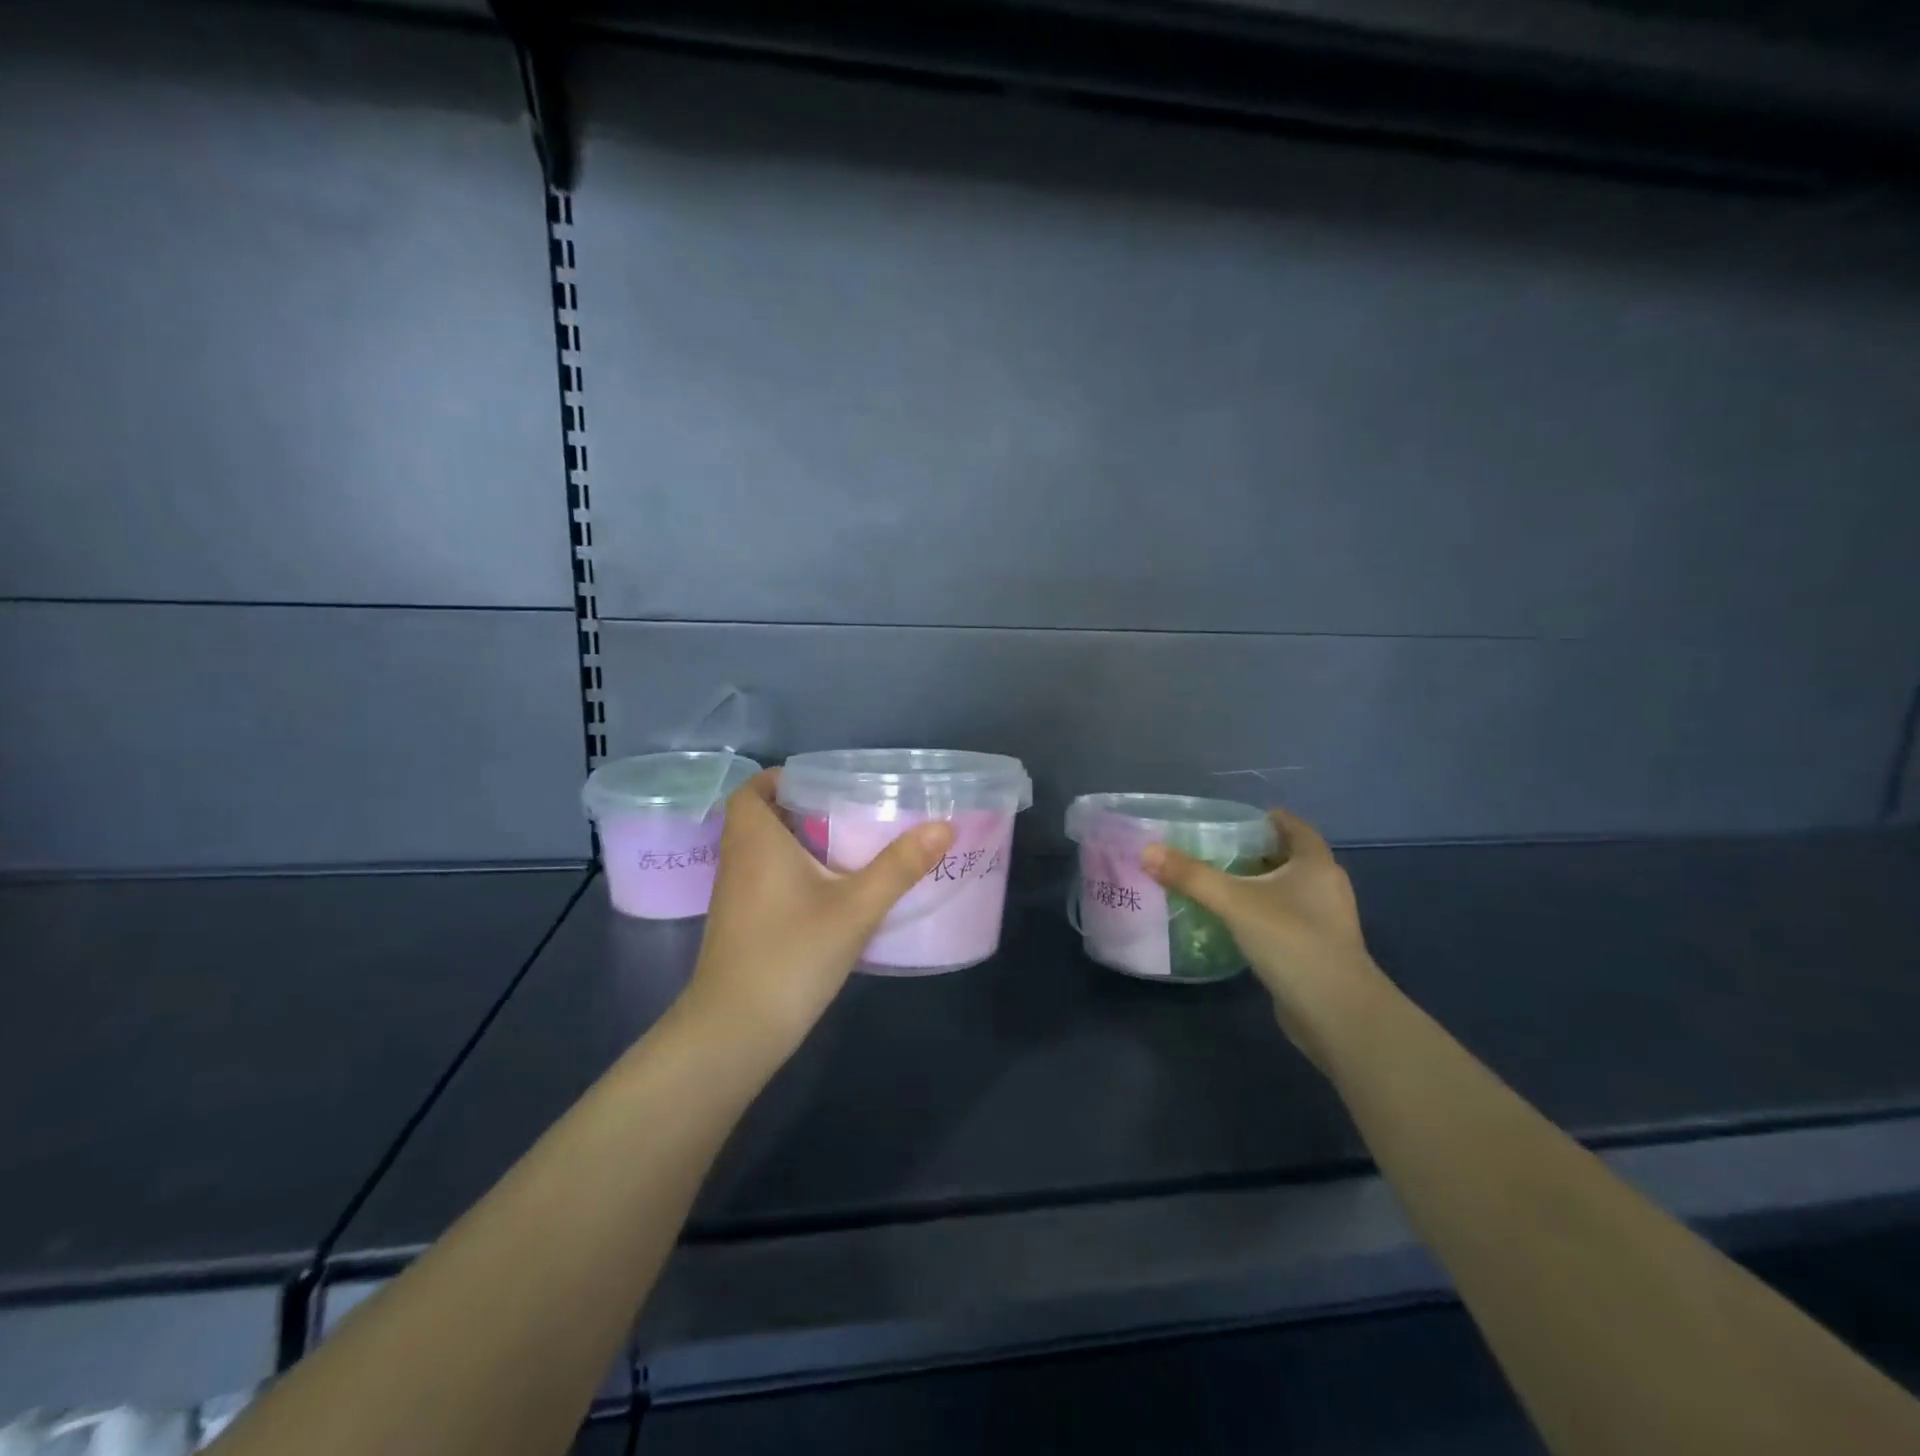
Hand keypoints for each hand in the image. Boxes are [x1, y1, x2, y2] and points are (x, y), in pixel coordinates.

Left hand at [680, 769, 954, 1052]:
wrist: (736, 1030)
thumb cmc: (791, 955)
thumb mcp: (855, 908)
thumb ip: (899, 866)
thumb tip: (944, 826)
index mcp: (755, 841)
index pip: (752, 789)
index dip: (782, 779)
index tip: (825, 783)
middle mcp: (737, 860)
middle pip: (761, 817)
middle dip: (802, 808)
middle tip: (850, 809)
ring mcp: (735, 895)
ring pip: (763, 850)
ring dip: (798, 841)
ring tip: (849, 843)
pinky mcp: (741, 923)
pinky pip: (764, 878)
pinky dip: (792, 871)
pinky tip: (831, 890)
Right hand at [1142, 807, 1387, 1067]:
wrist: (1336, 1012)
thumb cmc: (1291, 940)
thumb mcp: (1235, 902)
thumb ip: (1191, 876)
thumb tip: (1148, 851)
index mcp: (1316, 864)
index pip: (1293, 826)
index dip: (1265, 819)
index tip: (1231, 820)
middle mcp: (1326, 886)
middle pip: (1289, 857)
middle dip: (1254, 852)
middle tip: (1215, 850)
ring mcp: (1325, 921)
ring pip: (1287, 890)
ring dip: (1257, 885)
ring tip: (1218, 884)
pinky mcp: (1317, 949)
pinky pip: (1285, 918)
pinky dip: (1262, 913)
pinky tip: (1234, 922)